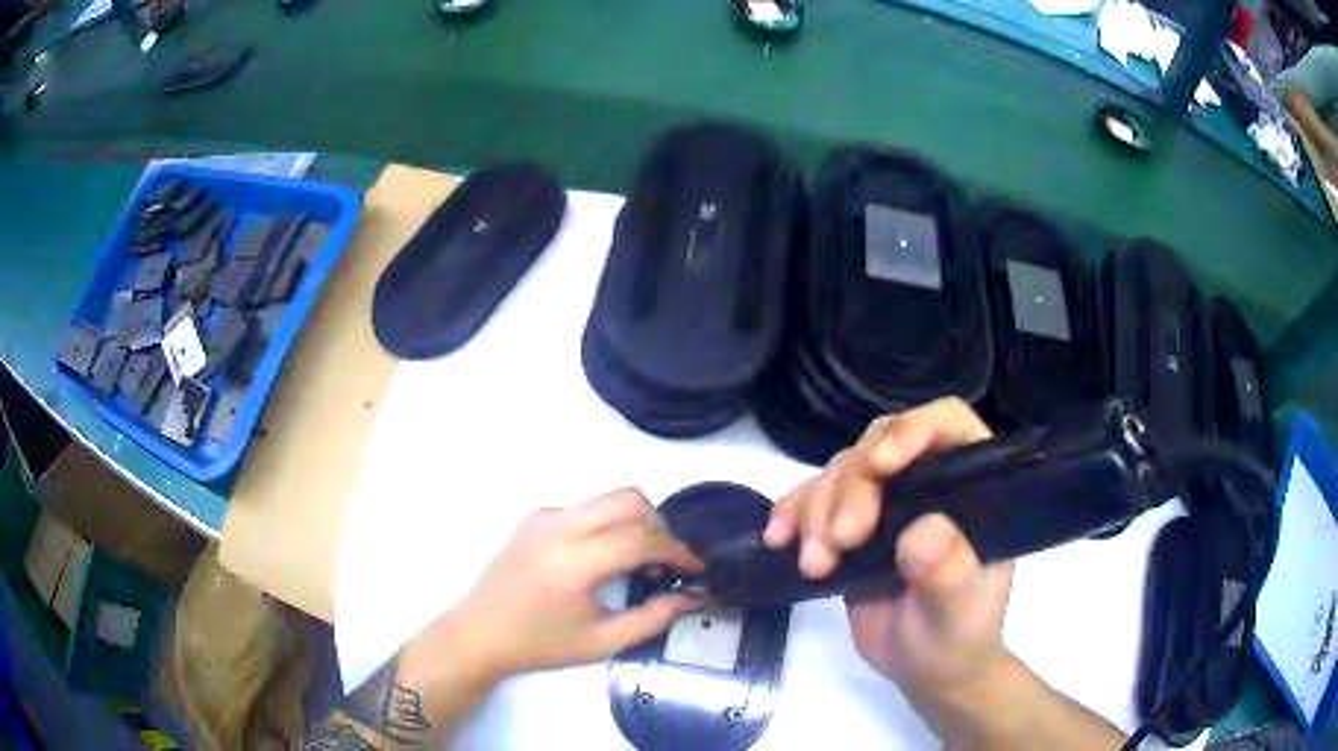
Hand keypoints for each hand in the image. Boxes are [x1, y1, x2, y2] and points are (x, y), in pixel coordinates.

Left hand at [402, 489, 703, 690]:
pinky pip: (586, 508)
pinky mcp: (535, 516)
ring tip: (639, 561)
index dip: (678, 550)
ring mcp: (544, 516)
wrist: (480, 633)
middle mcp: (559, 526)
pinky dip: (607, 525)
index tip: (695, 569)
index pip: (642, 537)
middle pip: (629, 500)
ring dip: (635, 522)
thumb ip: (654, 617)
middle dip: (659, 526)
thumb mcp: (603, 642)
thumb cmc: (541, 644)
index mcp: (575, 561)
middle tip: (667, 563)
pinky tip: (601, 559)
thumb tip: (695, 595)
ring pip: (608, 498)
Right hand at [762, 398, 1011, 700]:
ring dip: (817, 511)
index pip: (946, 426)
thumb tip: (921, 530)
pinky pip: (811, 501)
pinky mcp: (847, 527)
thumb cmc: (957, 635)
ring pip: (839, 472)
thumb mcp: (959, 611)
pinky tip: (778, 539)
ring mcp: (884, 503)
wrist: (923, 668)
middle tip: (841, 542)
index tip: (879, 466)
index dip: (912, 430)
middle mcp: (925, 482)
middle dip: (851, 489)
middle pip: (877, 447)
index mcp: (969, 485)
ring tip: (814, 565)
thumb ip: (949, 571)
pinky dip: (792, 514)